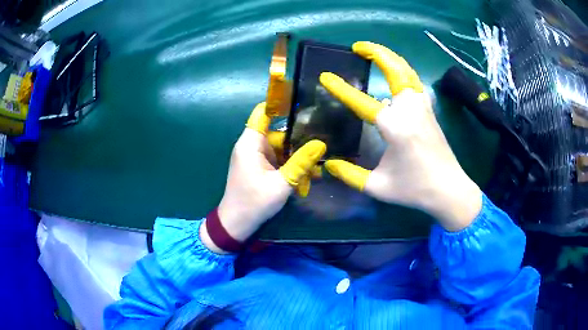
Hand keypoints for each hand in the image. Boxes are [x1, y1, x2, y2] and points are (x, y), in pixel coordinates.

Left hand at [201, 103, 325, 252]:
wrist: (236, 225)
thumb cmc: (254, 203)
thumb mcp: (281, 184)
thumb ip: (301, 163)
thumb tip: (321, 143)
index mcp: (251, 143)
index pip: (264, 113)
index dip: (280, 103)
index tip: (304, 101)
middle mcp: (252, 146)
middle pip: (279, 132)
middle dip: (299, 140)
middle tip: (323, 144)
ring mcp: (256, 157)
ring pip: (281, 148)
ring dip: (297, 157)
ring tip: (317, 166)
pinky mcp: (260, 168)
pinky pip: (278, 160)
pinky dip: (290, 166)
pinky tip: (307, 177)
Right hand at [321, 41, 481, 230]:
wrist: (450, 190)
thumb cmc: (415, 189)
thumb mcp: (378, 187)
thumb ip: (350, 175)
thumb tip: (328, 165)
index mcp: (396, 128)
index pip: (363, 102)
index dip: (342, 89)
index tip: (326, 76)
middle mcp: (410, 111)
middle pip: (396, 70)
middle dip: (376, 53)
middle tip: (357, 46)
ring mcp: (423, 108)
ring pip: (407, 72)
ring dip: (391, 58)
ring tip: (374, 54)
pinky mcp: (429, 111)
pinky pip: (414, 82)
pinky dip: (402, 71)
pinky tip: (394, 75)